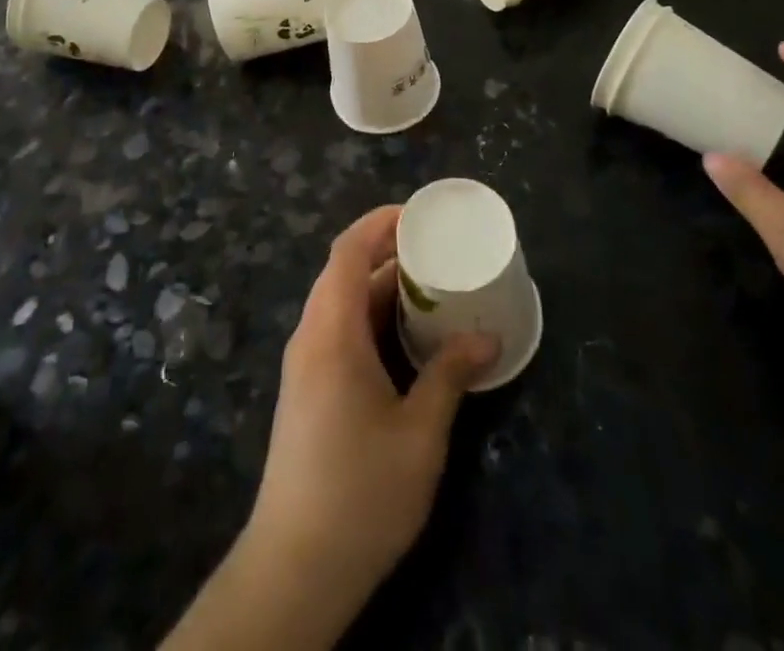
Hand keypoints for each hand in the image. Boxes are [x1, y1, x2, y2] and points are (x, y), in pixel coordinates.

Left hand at [247, 206, 497, 613]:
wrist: (296, 567)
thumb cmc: (361, 491)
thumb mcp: (419, 433)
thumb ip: (450, 376)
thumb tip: (487, 340)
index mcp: (331, 331)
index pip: (347, 251)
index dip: (378, 222)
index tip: (418, 215)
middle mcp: (311, 336)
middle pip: (343, 272)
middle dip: (387, 253)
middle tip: (437, 251)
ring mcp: (305, 364)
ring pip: (340, 303)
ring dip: (380, 288)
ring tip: (431, 288)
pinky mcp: (307, 389)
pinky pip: (338, 330)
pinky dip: (370, 318)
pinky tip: (406, 339)